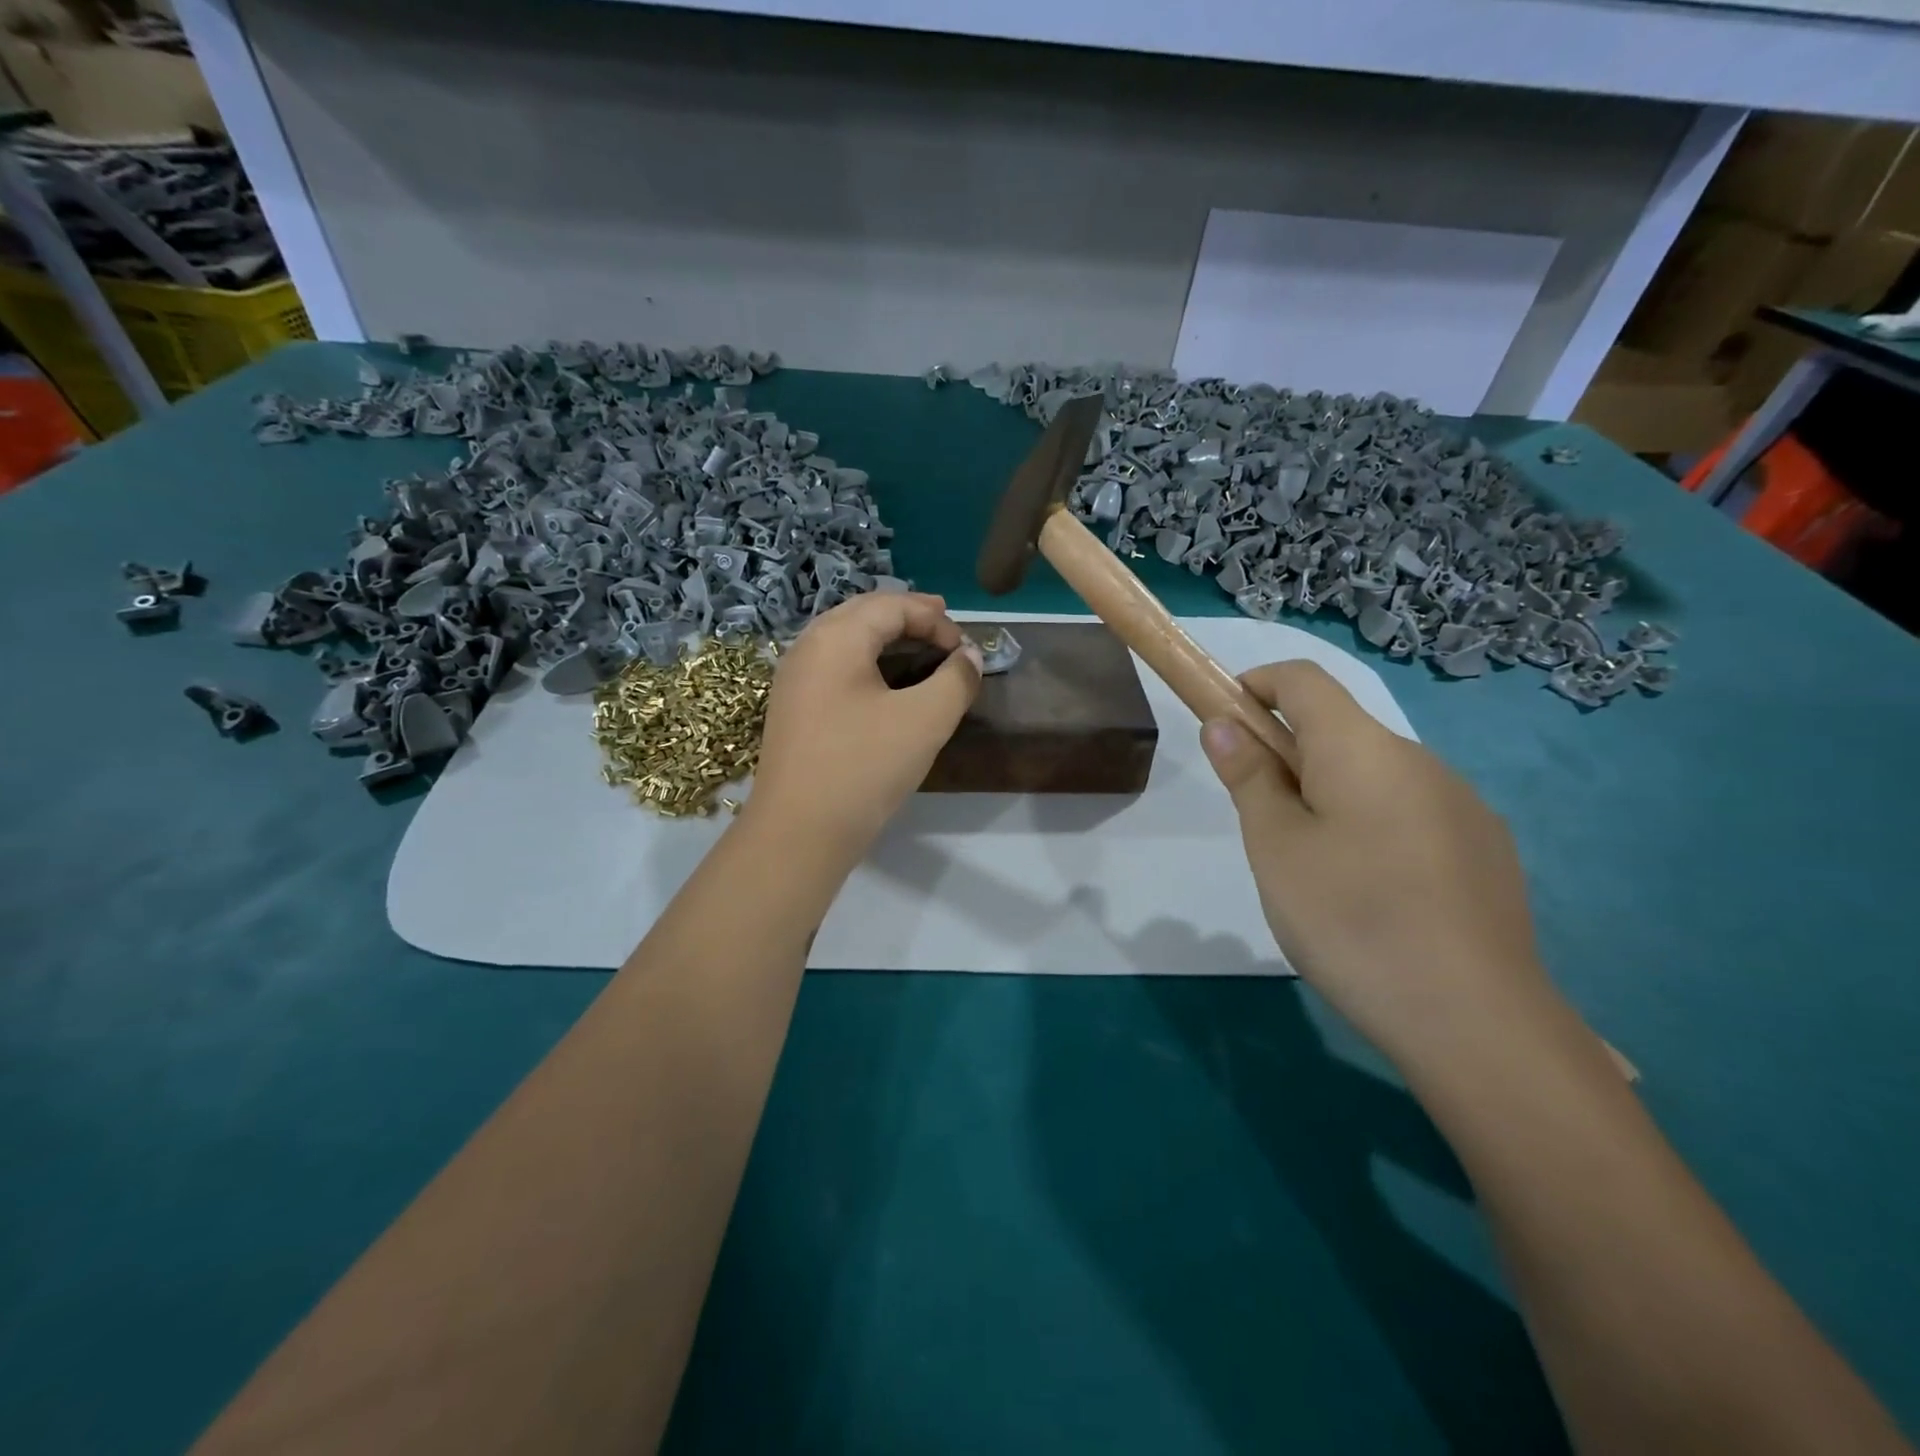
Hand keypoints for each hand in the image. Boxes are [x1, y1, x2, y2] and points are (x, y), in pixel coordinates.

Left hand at [747, 592, 981, 866]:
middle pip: (863, 613)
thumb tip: (970, 655)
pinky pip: (834, 666)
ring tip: (918, 648)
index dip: (935, 619)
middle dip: (907, 616)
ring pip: (845, 638)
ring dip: (885, 637)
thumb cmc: (864, 767)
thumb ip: (956, 679)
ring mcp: (793, 678)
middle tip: (943, 625)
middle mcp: (808, 646)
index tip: (964, 649)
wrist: (799, 831)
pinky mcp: (792, 708)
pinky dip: (866, 661)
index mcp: (836, 637)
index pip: (892, 605)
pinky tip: (884, 683)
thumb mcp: (925, 720)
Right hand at [1200, 661, 1565, 1073]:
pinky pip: (1412, 814)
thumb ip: (1249, 777)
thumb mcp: (1275, 847)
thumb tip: (1225, 725)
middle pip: (1340, 731)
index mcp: (1362, 749)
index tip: (1225, 721)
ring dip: (1331, 796)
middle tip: (1262, 824)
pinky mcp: (1487, 850)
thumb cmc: (1351, 918)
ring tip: (1316, 873)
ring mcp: (1463, 806)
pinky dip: (1374, 827)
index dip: (1256, 684)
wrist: (1476, 1020)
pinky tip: (1374, 896)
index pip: (1303, 679)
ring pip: (1376, 777)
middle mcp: (1420, 761)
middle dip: (1289, 757)